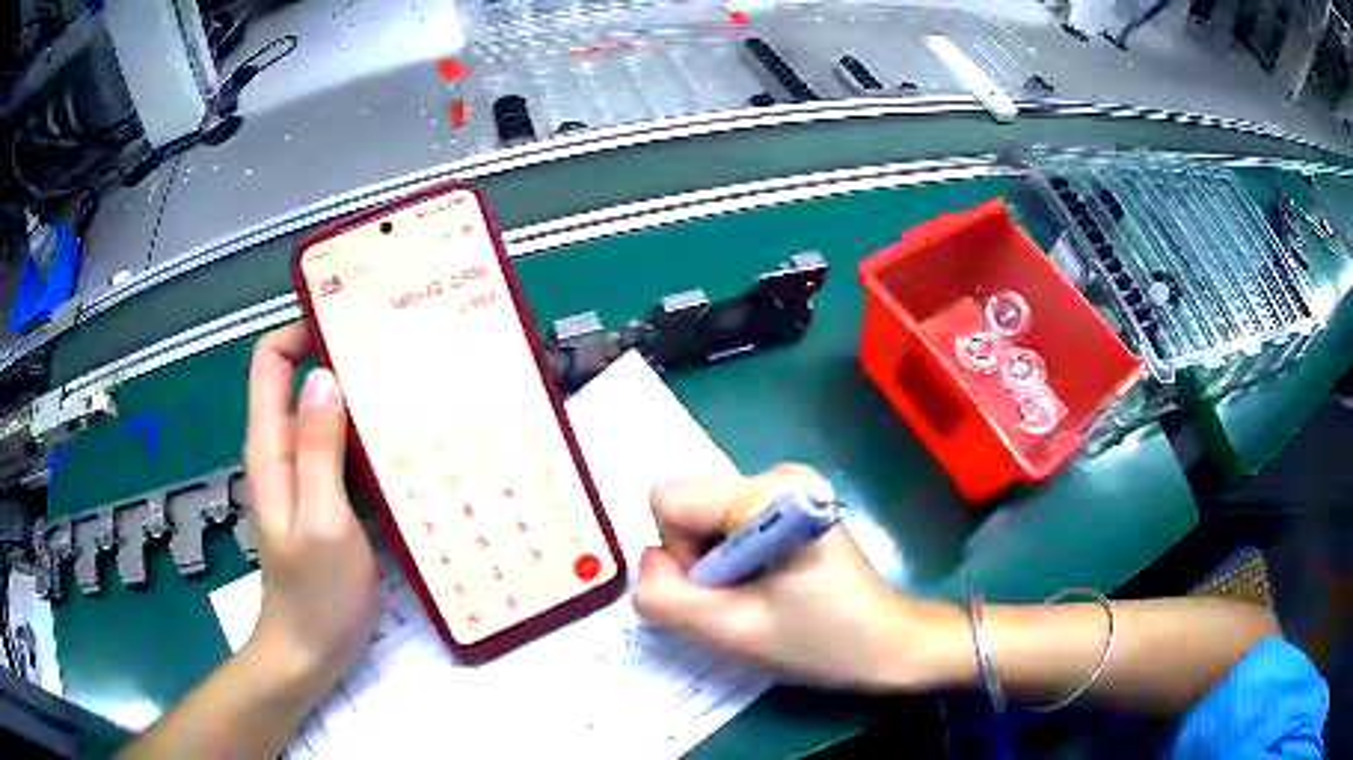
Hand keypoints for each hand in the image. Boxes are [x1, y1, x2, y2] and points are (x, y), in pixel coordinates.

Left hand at [242, 324, 378, 698]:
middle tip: (398, 354)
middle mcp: (283, 452)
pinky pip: (344, 454)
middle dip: (342, 360)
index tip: (351, 322)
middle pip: (302, 382)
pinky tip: (406, 446)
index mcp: (271, 448)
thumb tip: (323, 378)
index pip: (270, 362)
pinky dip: (368, 441)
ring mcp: (306, 479)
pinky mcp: (327, 502)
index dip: (301, 330)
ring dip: (361, 401)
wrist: (311, 653)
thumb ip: (318, 450)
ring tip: (413, 391)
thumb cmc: (315, 594)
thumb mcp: (321, 520)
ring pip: (327, 417)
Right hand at [634, 464, 969, 691]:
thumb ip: (666, 596)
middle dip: (698, 562)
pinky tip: (770, 587)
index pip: (669, 502)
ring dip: (716, 566)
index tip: (723, 591)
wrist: (890, 645)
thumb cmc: (822, 641)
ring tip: (761, 598)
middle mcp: (776, 474)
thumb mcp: (732, 631)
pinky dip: (734, 562)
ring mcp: (787, 487)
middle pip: (688, 508)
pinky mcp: (792, 506)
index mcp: (768, 493)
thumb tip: (647, 563)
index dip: (680, 556)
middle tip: (743, 601)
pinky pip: (728, 527)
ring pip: (705, 520)